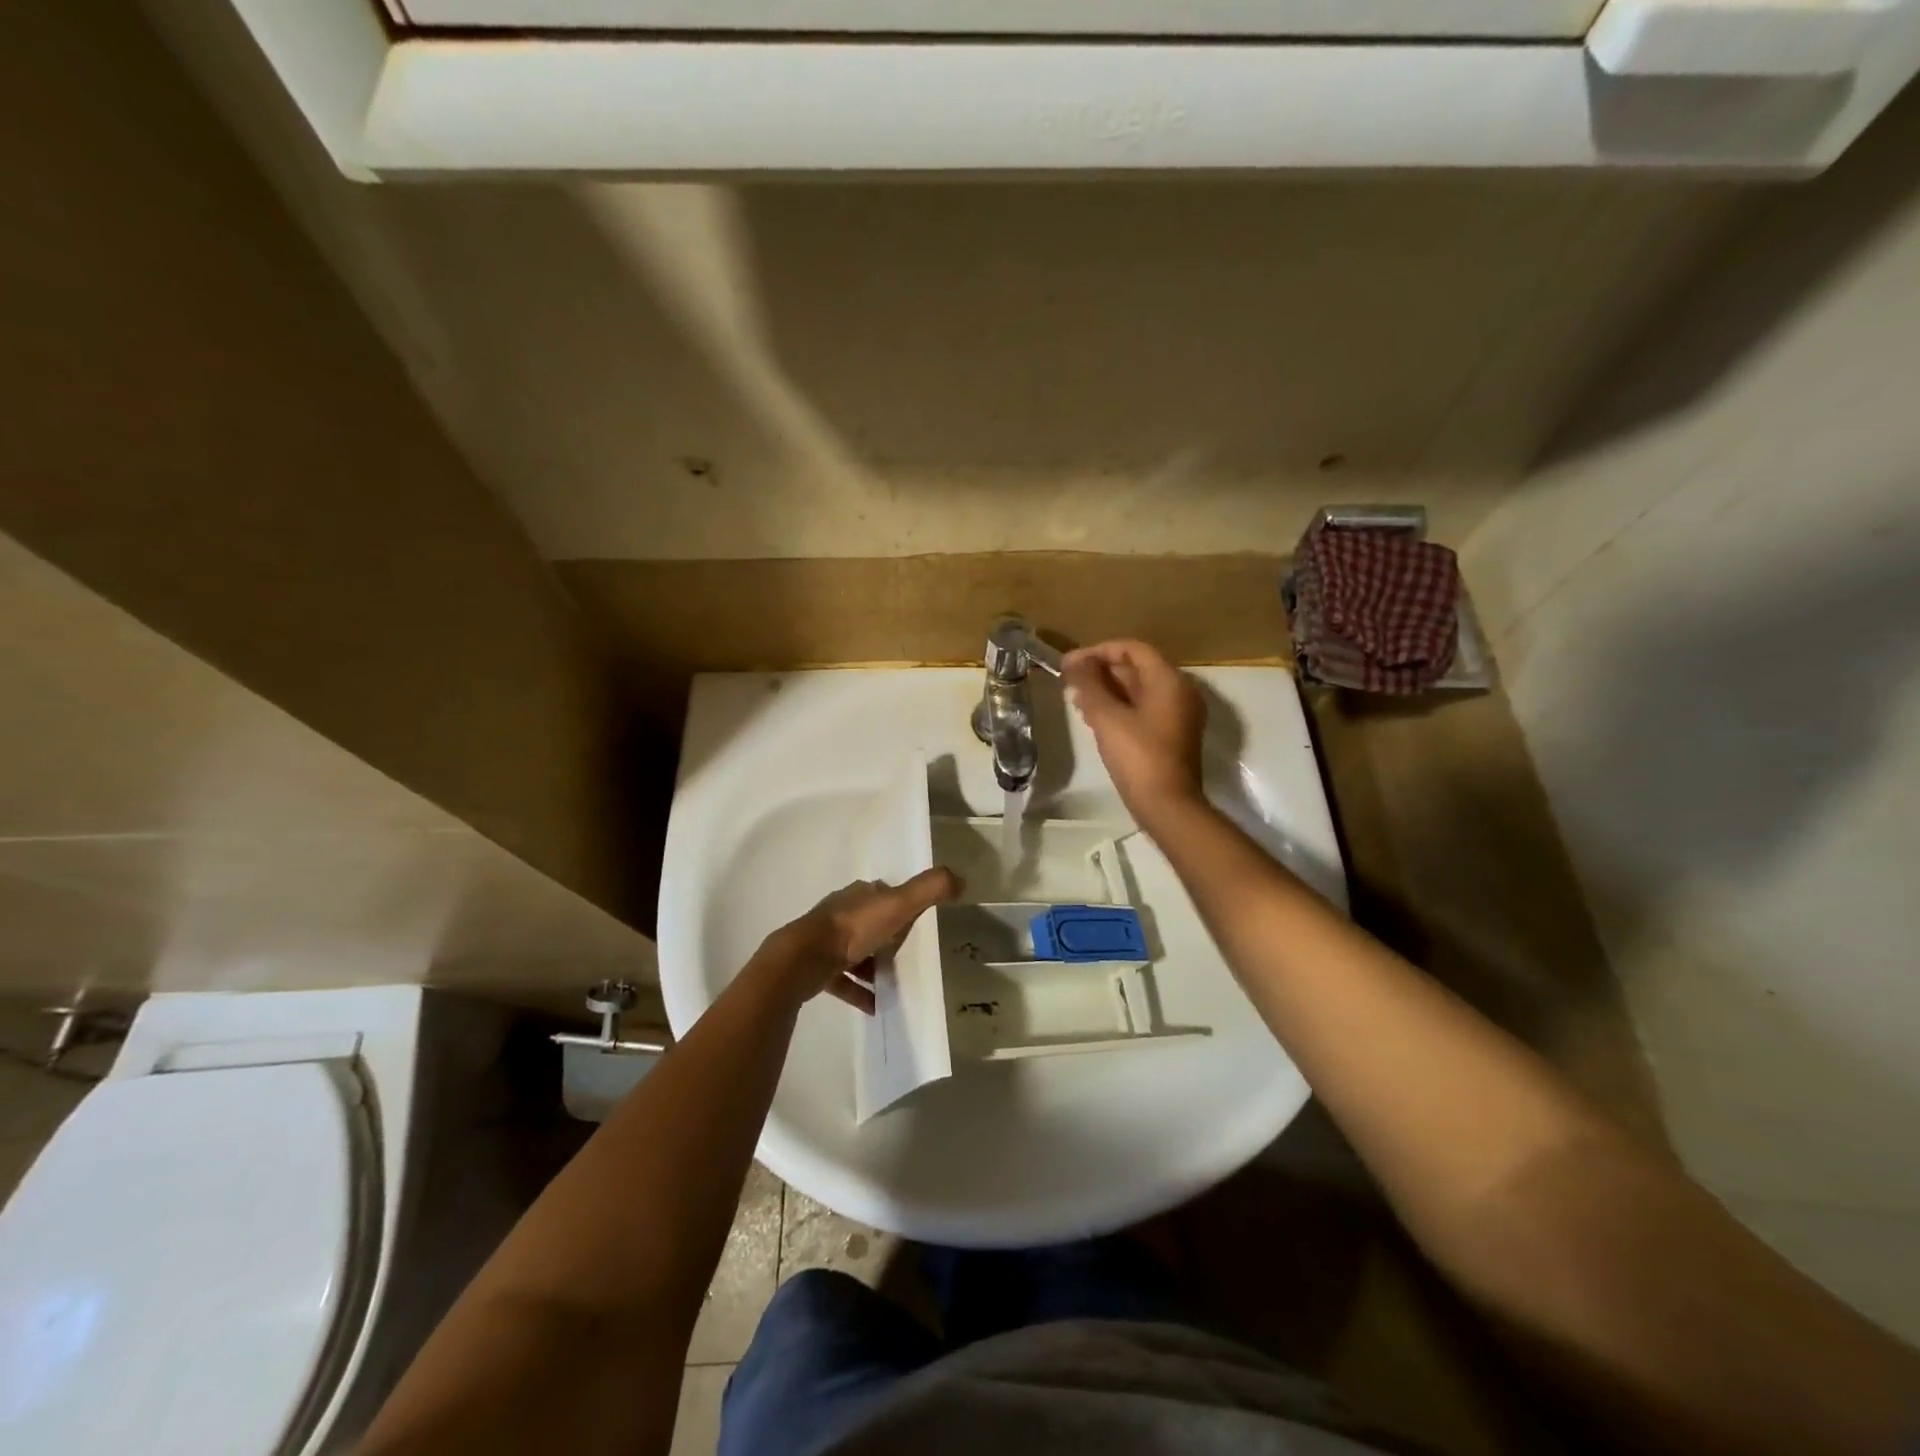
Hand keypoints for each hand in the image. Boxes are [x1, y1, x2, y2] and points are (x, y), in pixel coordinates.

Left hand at [759, 868, 961, 1014]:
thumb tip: (961, 878)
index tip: (918, 920)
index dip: (901, 904)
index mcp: (858, 895)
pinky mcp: (817, 968)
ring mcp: (825, 941)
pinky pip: (843, 981)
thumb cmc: (853, 928)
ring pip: (855, 952)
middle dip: (887, 937)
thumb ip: (930, 889)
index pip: (883, 894)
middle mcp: (840, 913)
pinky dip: (859, 991)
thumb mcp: (898, 904)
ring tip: (895, 983)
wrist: (804, 959)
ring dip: (873, 966)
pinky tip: (875, 1006)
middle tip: (909, 956)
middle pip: (869, 923)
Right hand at [1063, 639, 1206, 820]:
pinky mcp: (1172, 736)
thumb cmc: (1138, 757)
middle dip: (1101, 672)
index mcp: (1169, 681)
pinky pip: (1143, 710)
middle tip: (1069, 682)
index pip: (1133, 649)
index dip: (1099, 651)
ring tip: (1076, 700)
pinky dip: (1119, 708)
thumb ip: (1089, 685)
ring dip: (1107, 691)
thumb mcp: (1107, 717)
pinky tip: (1094, 719)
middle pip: (1137, 669)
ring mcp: (1178, 715)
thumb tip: (1073, 661)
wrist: (1168, 806)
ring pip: (1138, 691)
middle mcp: (1179, 692)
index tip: (1070, 663)